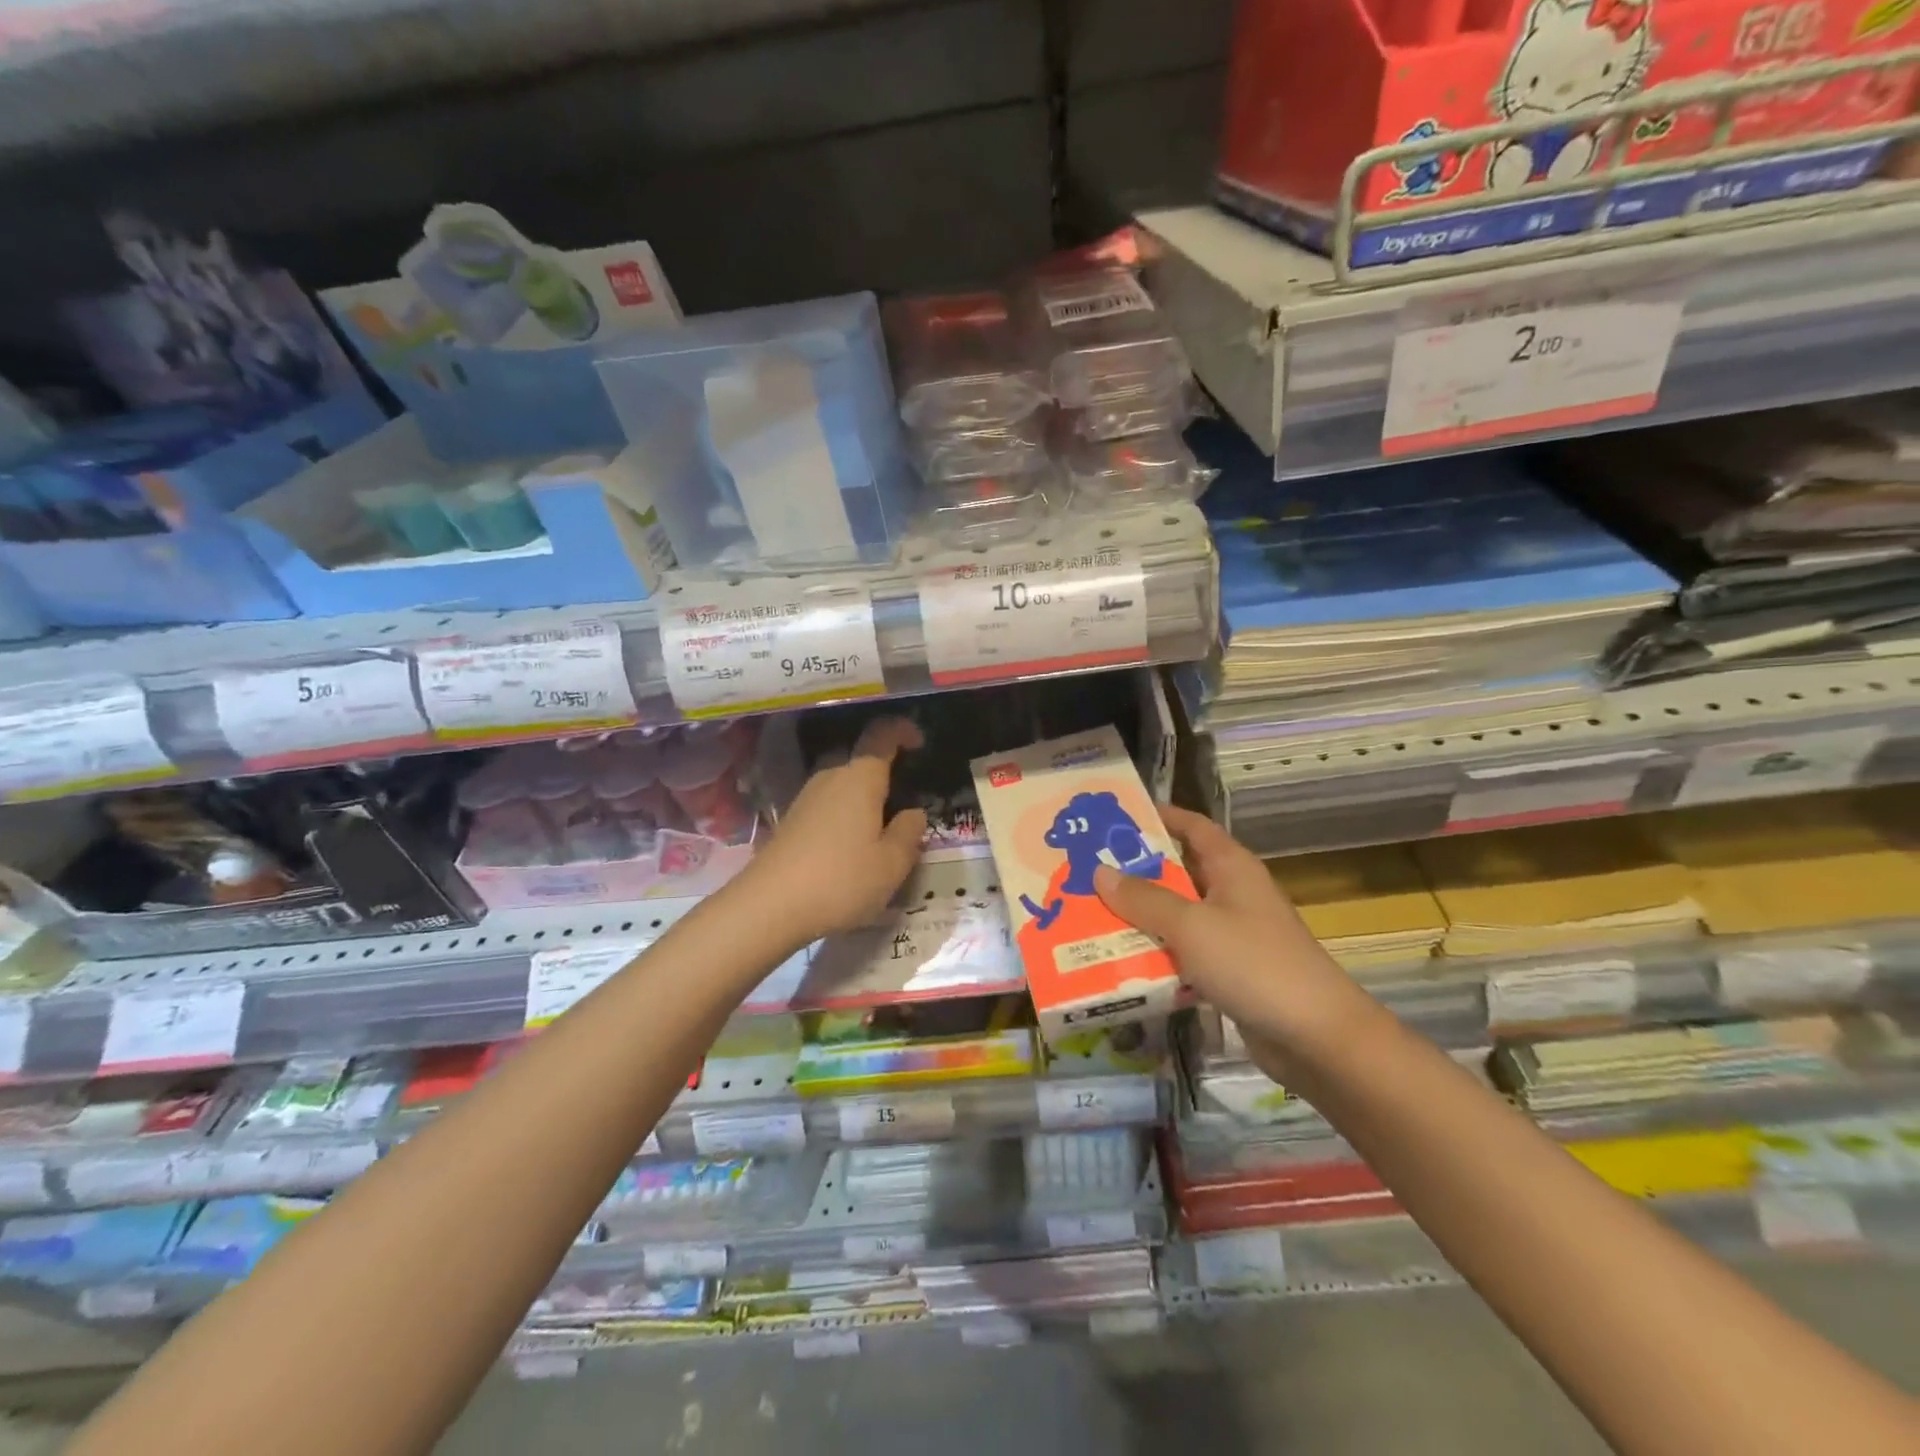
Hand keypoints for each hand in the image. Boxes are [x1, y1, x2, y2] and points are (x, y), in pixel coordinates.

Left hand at [740, 716, 926, 945]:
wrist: (768, 906)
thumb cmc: (841, 879)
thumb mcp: (892, 863)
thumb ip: (909, 832)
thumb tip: (913, 813)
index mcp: (860, 778)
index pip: (882, 735)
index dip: (902, 731)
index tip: (919, 743)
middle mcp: (831, 777)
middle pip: (861, 760)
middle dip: (885, 773)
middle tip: (905, 802)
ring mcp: (806, 798)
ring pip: (843, 784)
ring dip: (864, 799)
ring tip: (882, 831)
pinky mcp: (791, 821)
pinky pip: (828, 805)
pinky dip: (845, 816)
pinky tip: (852, 847)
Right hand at [1093, 805, 1371, 1070]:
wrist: (1316, 1037)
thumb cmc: (1253, 964)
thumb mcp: (1191, 926)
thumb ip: (1144, 899)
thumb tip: (1099, 871)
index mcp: (1231, 867)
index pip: (1192, 826)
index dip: (1158, 817)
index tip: (1114, 818)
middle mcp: (1232, 893)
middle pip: (1178, 871)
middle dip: (1135, 870)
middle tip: (1085, 869)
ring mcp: (1232, 934)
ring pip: (1177, 915)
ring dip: (1140, 916)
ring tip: (1089, 912)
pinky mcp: (1229, 971)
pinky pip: (1184, 951)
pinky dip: (1156, 952)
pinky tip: (1119, 960)